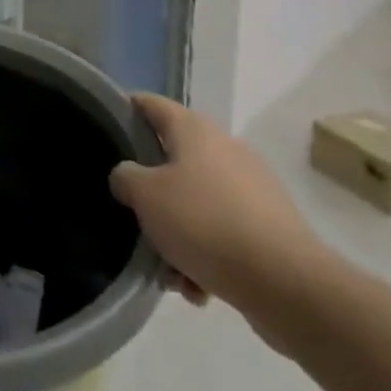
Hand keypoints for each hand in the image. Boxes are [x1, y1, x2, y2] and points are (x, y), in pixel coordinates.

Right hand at [110, 95, 330, 334]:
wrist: (286, 284)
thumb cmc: (204, 223)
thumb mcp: (145, 195)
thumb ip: (125, 177)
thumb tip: (129, 176)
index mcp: (195, 131)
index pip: (151, 104)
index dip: (126, 109)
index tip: (104, 127)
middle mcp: (226, 150)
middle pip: (173, 159)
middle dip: (151, 190)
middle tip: (132, 211)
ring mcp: (253, 189)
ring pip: (197, 203)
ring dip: (178, 232)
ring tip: (168, 269)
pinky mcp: (270, 227)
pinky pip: (223, 233)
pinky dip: (205, 255)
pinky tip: (197, 287)